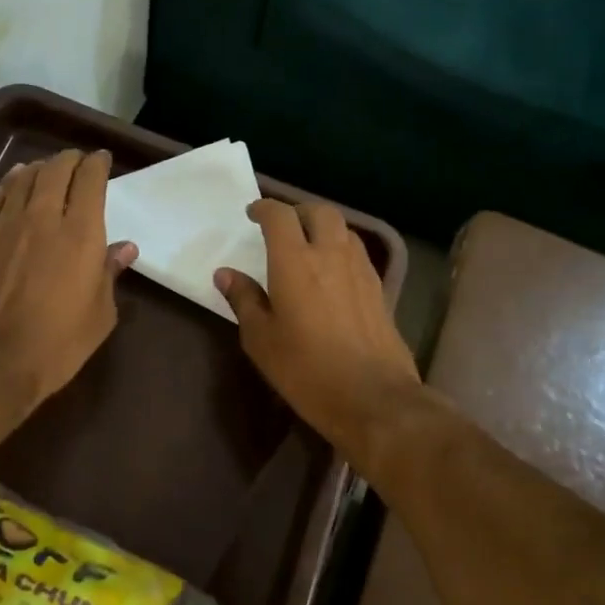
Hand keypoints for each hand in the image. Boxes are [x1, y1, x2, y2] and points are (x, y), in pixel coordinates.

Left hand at [0, 149, 135, 427]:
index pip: (91, 181)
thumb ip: (109, 275)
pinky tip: (14, 182)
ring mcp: (6, 225)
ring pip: (24, 178)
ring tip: (48, 168)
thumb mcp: (99, 317)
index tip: (102, 161)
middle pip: (56, 170)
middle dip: (70, 160)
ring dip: (40, 167)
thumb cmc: (55, 347)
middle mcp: (43, 218)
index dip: (98, 165)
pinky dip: (10, 182)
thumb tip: (123, 249)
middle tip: (78, 162)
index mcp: (81, 235)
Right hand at [214, 198, 421, 453]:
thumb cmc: (306, 369)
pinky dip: (341, 249)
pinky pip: (357, 253)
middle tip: (282, 227)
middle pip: (319, 212)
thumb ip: (244, 300)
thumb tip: (225, 274)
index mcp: (295, 261)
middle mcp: (331, 254)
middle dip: (298, 211)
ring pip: (343, 229)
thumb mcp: (261, 339)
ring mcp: (360, 270)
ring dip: (323, 228)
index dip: (264, 208)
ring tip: (308, 246)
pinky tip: (332, 273)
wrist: (372, 396)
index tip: (252, 214)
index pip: (279, 216)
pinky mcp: (379, 289)